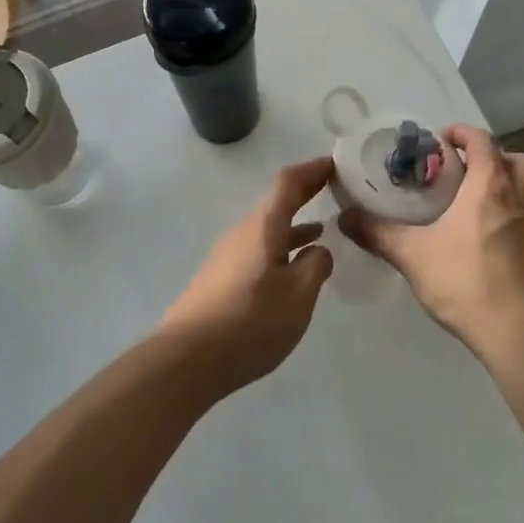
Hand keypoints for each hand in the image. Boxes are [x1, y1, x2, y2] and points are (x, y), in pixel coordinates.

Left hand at [157, 158, 336, 397]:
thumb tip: (318, 249)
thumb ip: (315, 266)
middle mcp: (242, 232)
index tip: (335, 163)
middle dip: (305, 195)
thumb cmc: (251, 321)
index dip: (312, 170)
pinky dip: (280, 248)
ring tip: (322, 230)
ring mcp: (227, 256)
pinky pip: (257, 251)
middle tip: (334, 190)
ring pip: (267, 230)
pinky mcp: (220, 279)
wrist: (188, 359)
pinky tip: (291, 270)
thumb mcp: (298, 295)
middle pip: (276, 204)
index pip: (288, 183)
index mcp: (262, 226)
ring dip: (294, 226)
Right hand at [338, 125, 523, 358]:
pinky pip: (523, 216)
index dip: (463, 133)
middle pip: (515, 159)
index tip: (440, 139)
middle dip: (491, 155)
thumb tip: (344, 217)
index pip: (483, 141)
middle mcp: (516, 198)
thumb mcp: (412, 255)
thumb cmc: (465, 280)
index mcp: (490, 186)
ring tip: (467, 198)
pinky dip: (504, 212)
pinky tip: (476, 234)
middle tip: (460, 168)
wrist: (516, 332)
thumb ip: (378, 233)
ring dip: (501, 183)